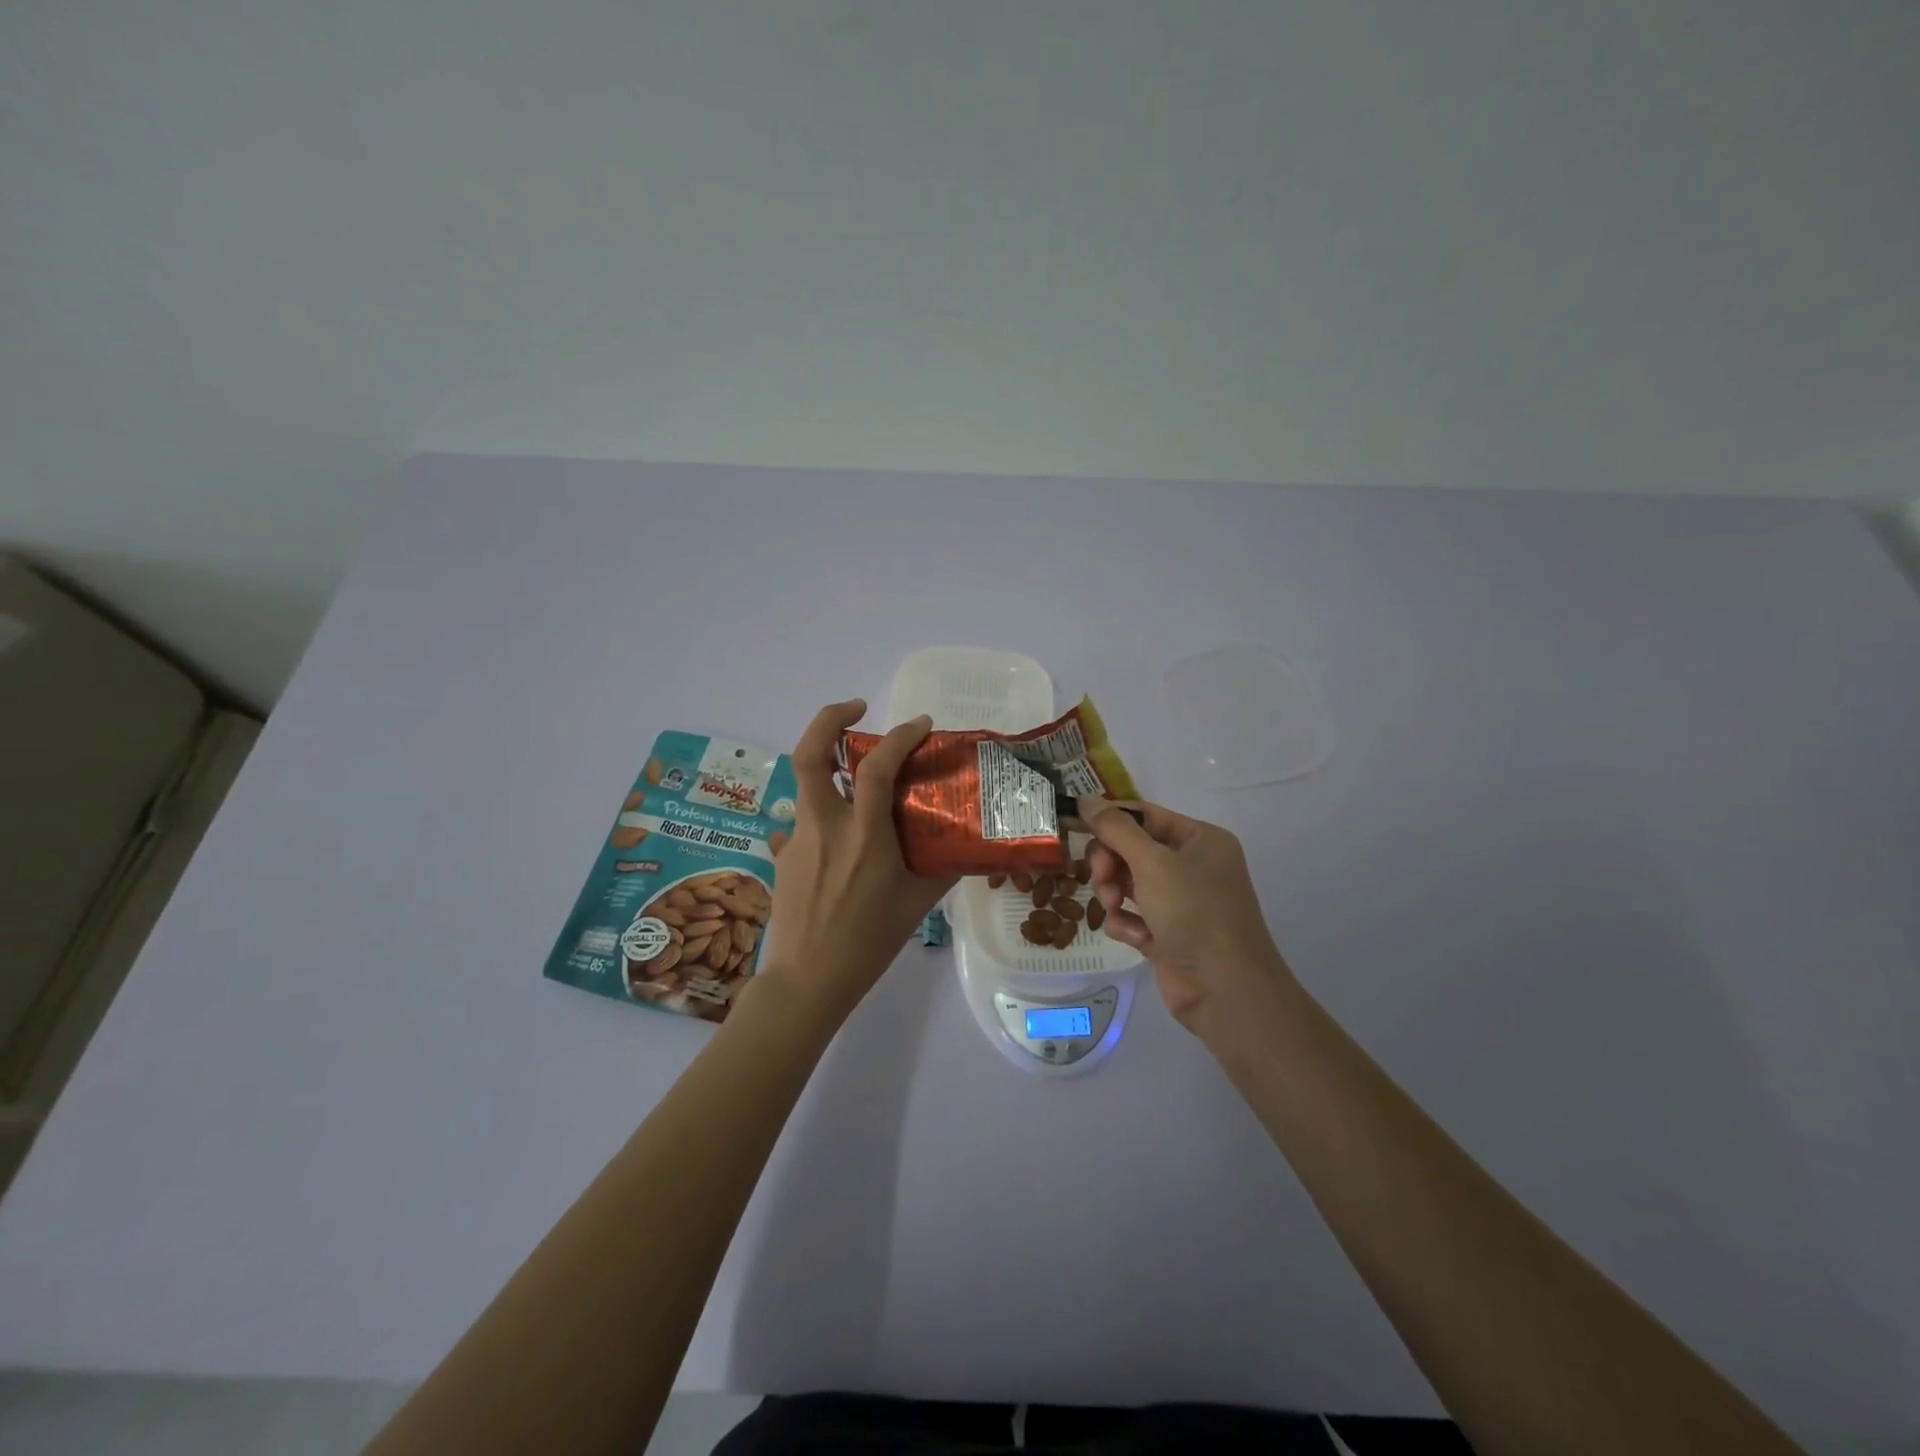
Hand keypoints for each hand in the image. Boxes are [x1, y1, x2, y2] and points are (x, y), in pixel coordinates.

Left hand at [752, 700, 955, 1021]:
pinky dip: (824, 810)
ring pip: (804, 780)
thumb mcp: (917, 906)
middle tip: (857, 709)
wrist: (807, 981)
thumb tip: (963, 845)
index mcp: (863, 836)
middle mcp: (825, 826)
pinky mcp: (784, 855)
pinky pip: (804, 818)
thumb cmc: (868, 944)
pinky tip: (840, 835)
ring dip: (828, 761)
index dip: (899, 736)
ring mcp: (798, 838)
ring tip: (854, 768)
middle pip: (810, 754)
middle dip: (829, 719)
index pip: (875, 768)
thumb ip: (940, 869)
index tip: (922, 724)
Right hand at [1079, 799, 1295, 1035]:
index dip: (1107, 818)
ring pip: (1126, 882)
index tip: (1070, 821)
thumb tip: (1085, 799)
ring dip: (1114, 894)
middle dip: (1110, 864)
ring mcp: (1180, 900)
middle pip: (1131, 849)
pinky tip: (1137, 938)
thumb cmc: (1194, 912)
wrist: (1225, 990)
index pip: (1143, 815)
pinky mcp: (1167, 932)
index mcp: (1200, 839)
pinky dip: (1127, 923)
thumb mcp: (1152, 862)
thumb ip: (1115, 829)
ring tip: (1117, 910)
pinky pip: (1132, 914)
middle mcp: (1192, 865)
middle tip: (1103, 878)